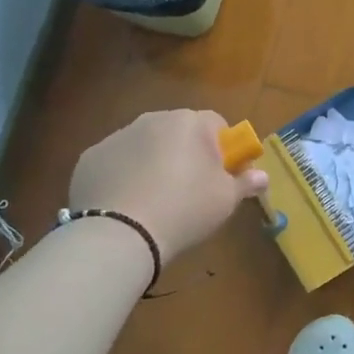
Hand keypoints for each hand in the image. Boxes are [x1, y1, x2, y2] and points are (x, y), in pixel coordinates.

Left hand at [69, 110, 267, 265]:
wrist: (120, 234)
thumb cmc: (184, 210)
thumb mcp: (225, 200)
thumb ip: (245, 182)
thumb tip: (262, 176)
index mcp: (190, 122)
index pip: (217, 124)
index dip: (224, 149)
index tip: (223, 176)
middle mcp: (153, 119)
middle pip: (179, 132)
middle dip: (187, 153)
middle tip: (190, 190)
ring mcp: (117, 136)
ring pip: (145, 145)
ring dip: (154, 163)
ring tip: (155, 202)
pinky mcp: (90, 157)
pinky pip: (117, 162)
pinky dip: (123, 176)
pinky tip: (126, 205)